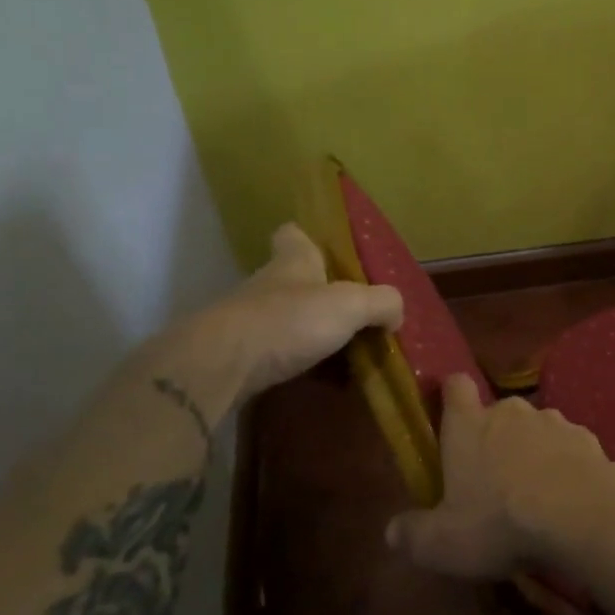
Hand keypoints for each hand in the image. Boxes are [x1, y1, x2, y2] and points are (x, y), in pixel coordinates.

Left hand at [205, 223, 403, 399]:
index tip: (323, 248)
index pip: (293, 235)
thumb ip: (382, 303)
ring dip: (306, 331)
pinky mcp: (236, 357)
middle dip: (318, 293)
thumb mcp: (351, 304)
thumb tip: (396, 314)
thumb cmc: (289, 321)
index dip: (306, 237)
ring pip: (283, 318)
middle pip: (292, 279)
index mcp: (293, 263)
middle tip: (350, 311)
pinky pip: (273, 354)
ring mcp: (247, 321)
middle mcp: (267, 286)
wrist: (218, 367)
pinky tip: (316, 379)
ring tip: (341, 351)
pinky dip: (293, 362)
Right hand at [385, 375, 614, 579]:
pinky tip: (565, 497)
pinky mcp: (586, 436)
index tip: (449, 414)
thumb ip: (413, 534)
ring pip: (534, 428)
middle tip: (491, 479)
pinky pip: (567, 446)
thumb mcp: (441, 543)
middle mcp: (511, 411)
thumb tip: (393, 530)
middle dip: (493, 438)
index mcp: (469, 425)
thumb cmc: (499, 522)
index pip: (455, 386)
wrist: (581, 514)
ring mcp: (553, 420)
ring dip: (531, 451)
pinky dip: (563, 464)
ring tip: (533, 493)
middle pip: (497, 413)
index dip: (450, 395)